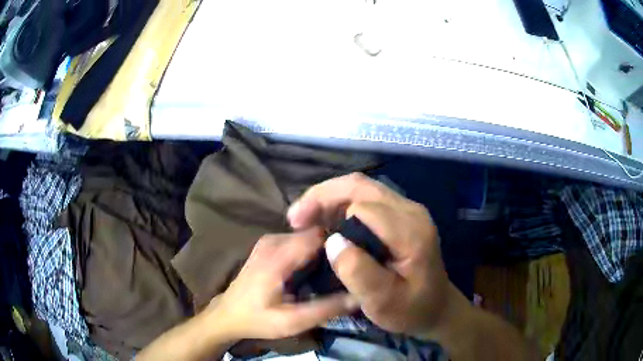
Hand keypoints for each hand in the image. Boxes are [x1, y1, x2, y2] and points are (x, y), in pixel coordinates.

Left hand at [205, 229, 358, 340]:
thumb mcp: (290, 322)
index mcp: (277, 257)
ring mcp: (269, 240)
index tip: (358, 258)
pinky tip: (318, 269)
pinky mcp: (269, 245)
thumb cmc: (257, 319)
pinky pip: (298, 241)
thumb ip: (324, 309)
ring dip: (323, 251)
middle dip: (334, 248)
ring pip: (307, 236)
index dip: (340, 244)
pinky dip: (311, 252)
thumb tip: (359, 296)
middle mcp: (273, 240)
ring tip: (337, 270)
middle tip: (349, 268)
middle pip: (314, 234)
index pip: (318, 235)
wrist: (228, 314)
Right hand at [287, 173, 456, 334]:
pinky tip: (324, 220)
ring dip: (328, 198)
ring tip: (304, 218)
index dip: (331, 216)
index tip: (306, 235)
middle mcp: (411, 211)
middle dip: (322, 196)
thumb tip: (333, 241)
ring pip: (360, 187)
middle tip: (294, 218)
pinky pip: (365, 197)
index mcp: (411, 232)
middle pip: (360, 185)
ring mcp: (407, 209)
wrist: (436, 307)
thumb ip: (360, 273)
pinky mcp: (401, 214)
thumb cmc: (411, 309)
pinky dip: (339, 204)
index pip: (364, 207)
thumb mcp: (384, 303)